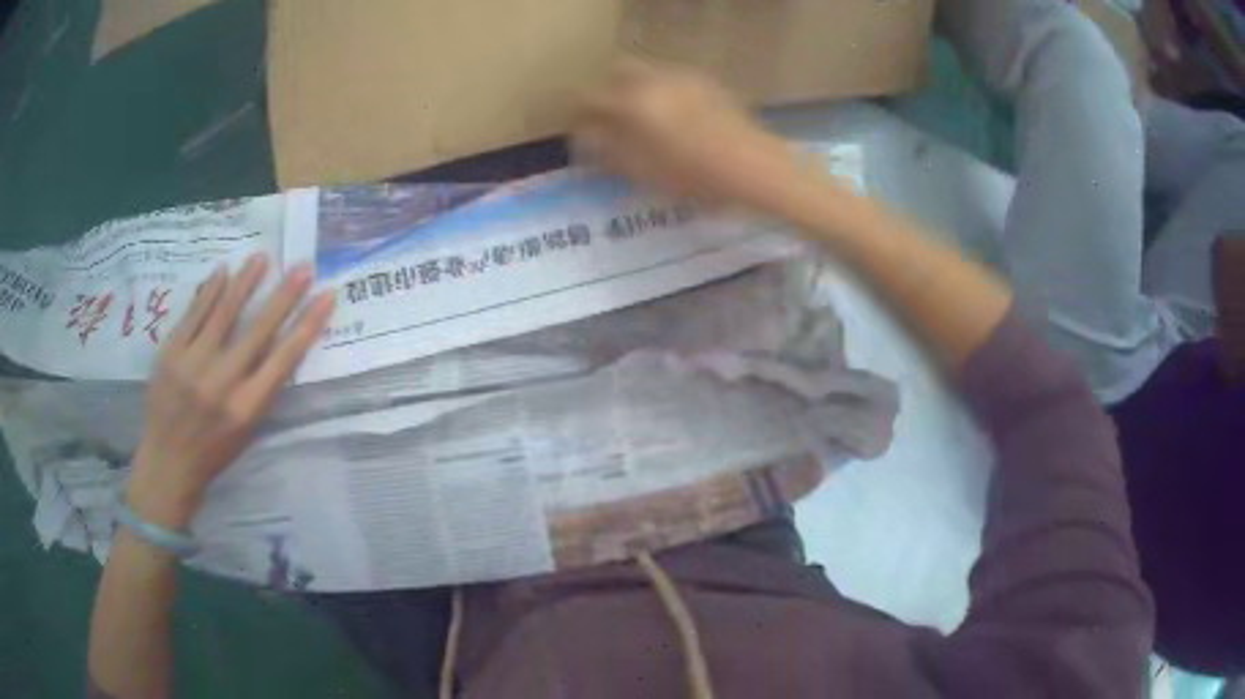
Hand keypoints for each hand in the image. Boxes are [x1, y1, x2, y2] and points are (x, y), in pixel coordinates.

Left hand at [126, 253, 334, 528]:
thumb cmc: (214, 451)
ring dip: (246, 282)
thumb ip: (262, 389)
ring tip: (261, 258)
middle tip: (303, 267)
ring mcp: (193, 365)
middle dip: (284, 296)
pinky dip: (209, 291)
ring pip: (224, 314)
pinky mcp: (170, 354)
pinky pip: (193, 315)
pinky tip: (223, 272)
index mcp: (246, 408)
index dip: (308, 325)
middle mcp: (222, 384)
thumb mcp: (247, 431)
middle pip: (258, 330)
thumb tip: (280, 344)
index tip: (326, 297)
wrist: (167, 462)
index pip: (284, 359)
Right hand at [574, 59, 802, 207]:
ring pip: (647, 72)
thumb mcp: (644, 172)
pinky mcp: (707, 82)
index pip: (590, 97)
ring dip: (635, 89)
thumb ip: (607, 151)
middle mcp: (656, 79)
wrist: (757, 169)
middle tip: (609, 120)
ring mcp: (684, 77)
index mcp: (635, 102)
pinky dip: (661, 91)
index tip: (579, 131)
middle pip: (618, 72)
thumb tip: (584, 137)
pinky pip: (672, 79)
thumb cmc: (698, 177)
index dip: (579, 114)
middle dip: (608, 92)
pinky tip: (674, 118)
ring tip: (643, 121)